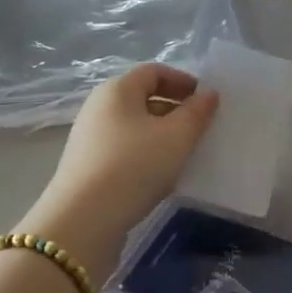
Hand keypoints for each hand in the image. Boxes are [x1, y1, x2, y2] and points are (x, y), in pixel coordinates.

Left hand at [26, 64, 218, 281]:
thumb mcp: (176, 137)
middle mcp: (99, 107)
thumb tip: (208, 95)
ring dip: (162, 136)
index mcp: (117, 89)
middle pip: (143, 98)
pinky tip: (161, 178)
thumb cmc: (134, 166)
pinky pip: (124, 151)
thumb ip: (197, 113)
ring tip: (185, 156)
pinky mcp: (87, 168)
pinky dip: (146, 156)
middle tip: (201, 129)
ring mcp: (90, 139)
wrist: (83, 221)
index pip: (154, 71)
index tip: (206, 100)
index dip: (183, 81)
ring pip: (135, 127)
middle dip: (175, 110)